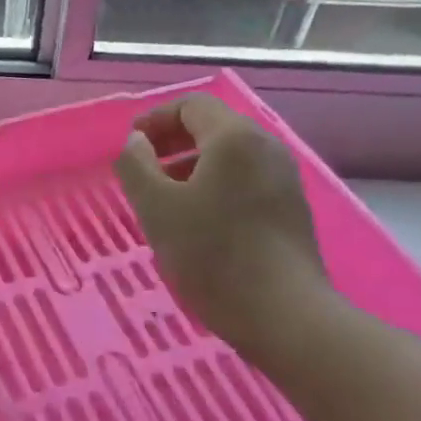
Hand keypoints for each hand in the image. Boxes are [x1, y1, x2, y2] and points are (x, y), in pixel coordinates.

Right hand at [113, 94, 330, 362]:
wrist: (284, 315)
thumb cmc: (212, 255)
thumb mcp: (156, 208)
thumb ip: (136, 166)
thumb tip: (135, 142)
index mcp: (234, 138)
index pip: (191, 105)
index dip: (154, 119)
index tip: (129, 146)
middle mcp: (265, 148)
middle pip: (213, 127)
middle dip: (171, 142)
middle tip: (141, 171)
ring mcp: (283, 179)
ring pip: (229, 156)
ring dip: (190, 166)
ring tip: (163, 199)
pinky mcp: (291, 209)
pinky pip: (244, 180)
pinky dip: (214, 185)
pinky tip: (197, 221)